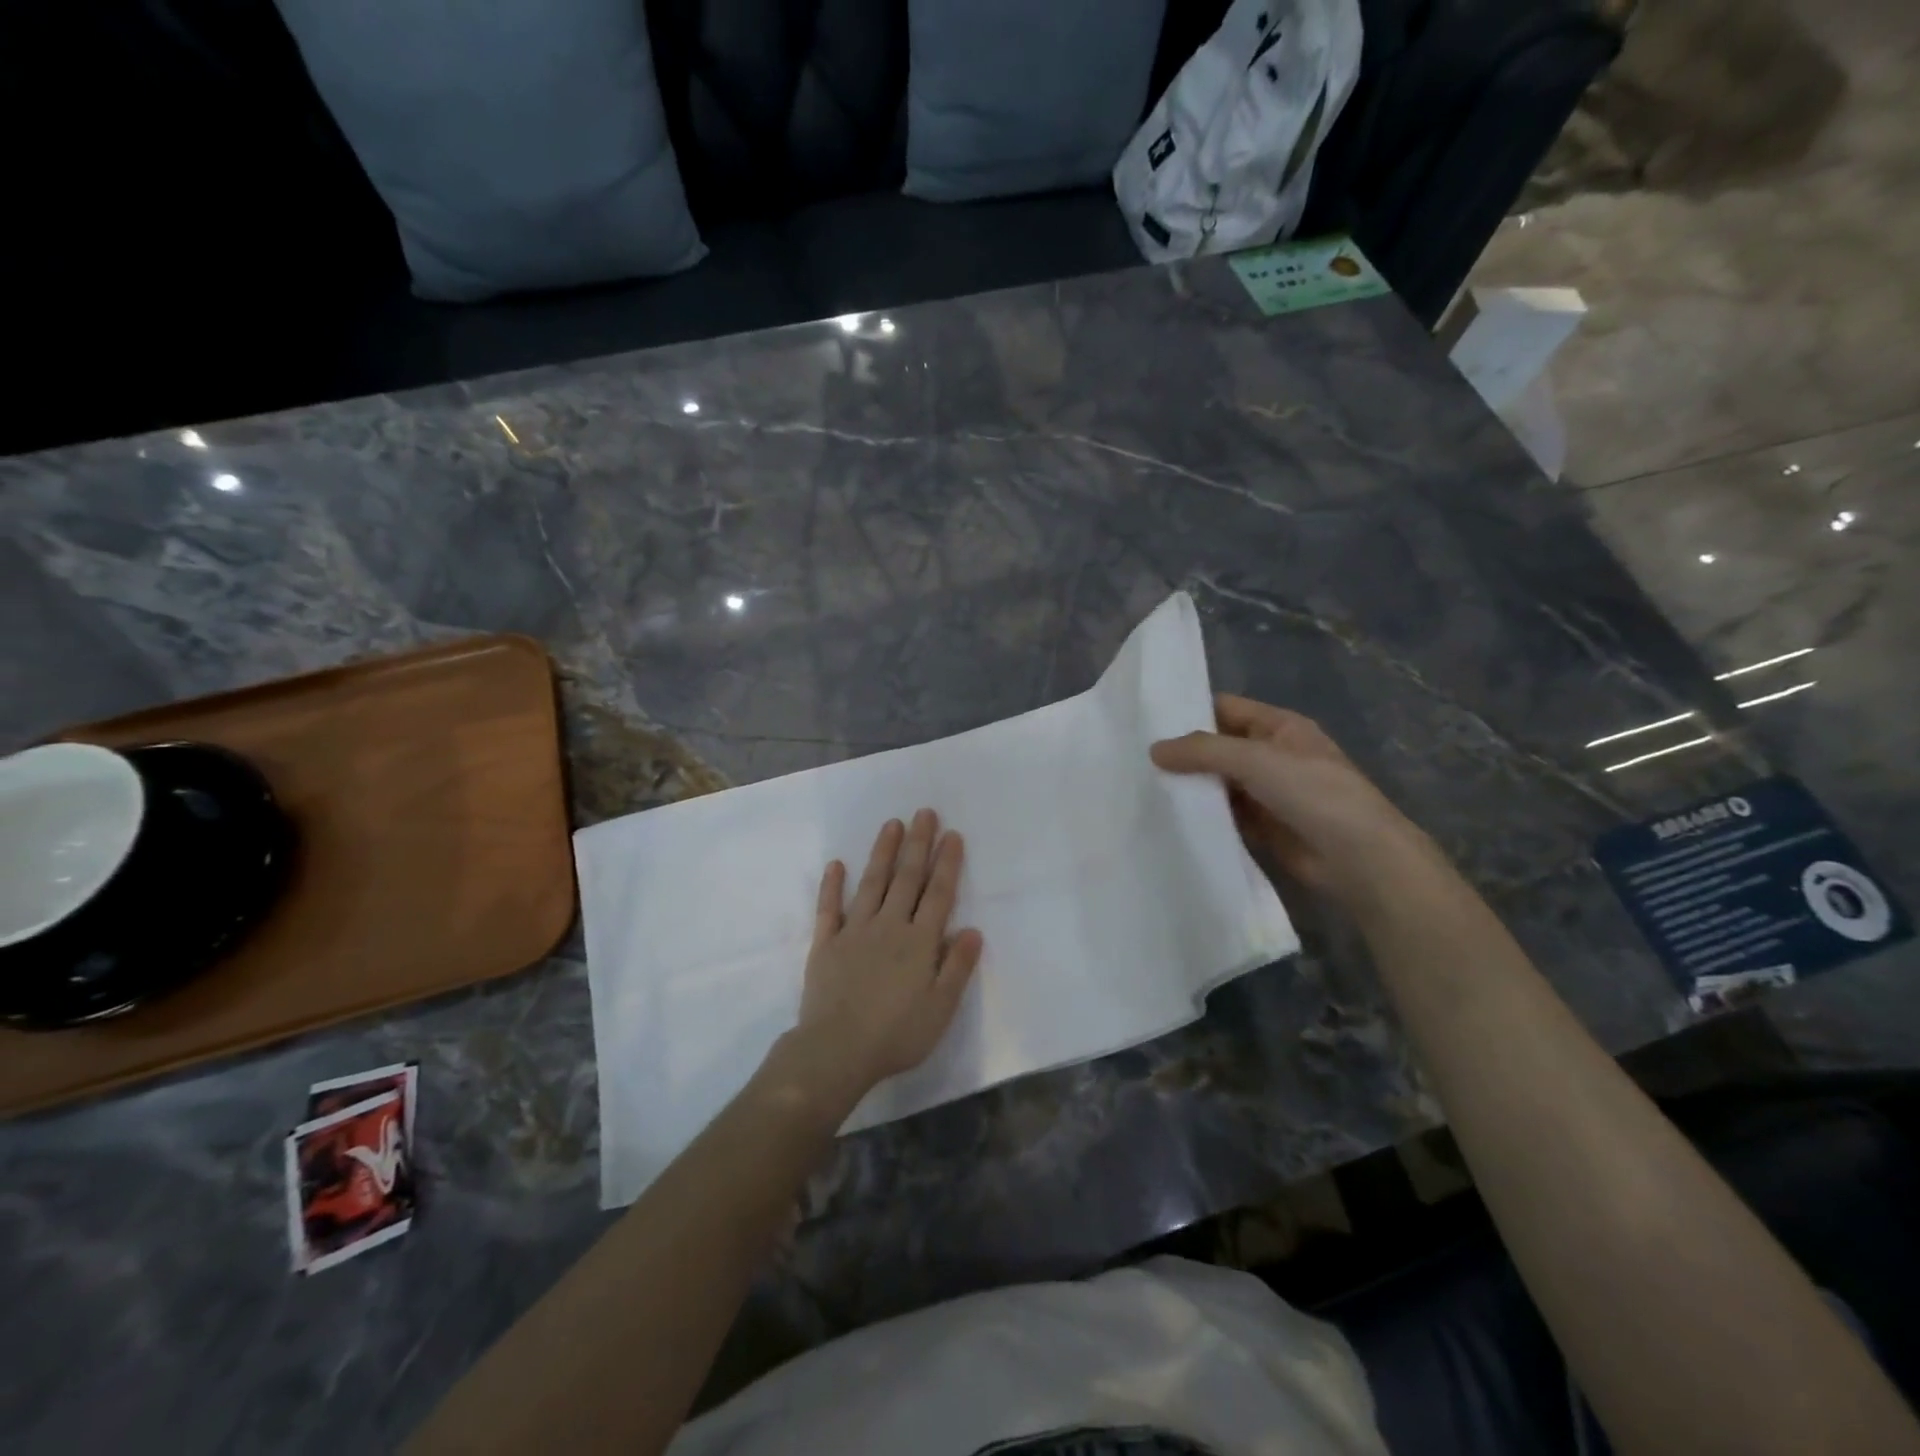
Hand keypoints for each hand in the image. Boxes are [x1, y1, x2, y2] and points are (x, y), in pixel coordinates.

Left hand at [780, 810, 982, 1112]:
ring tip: (892, 824)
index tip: (951, 835)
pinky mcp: (825, 944)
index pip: (938, 895)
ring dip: (883, 853)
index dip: (946, 864)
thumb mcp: (941, 1008)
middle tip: (924, 812)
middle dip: (918, 844)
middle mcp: (889, 927)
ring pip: (872, 883)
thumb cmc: (897, 1034)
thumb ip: (958, 967)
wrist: (837, 1051)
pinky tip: (836, 865)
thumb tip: (973, 930)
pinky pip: (829, 909)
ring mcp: (854, 932)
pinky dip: (832, 886)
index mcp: (919, 942)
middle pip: (906, 879)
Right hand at [1151, 695, 1440, 912]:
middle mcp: (1272, 755)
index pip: (1226, 709)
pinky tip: (1170, 816)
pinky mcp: (1263, 827)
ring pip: (1219, 782)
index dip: (1190, 712)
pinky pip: (1225, 814)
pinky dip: (1202, 815)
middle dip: (1184, 753)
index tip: (1146, 722)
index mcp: (1279, 727)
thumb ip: (1203, 751)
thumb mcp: (1256, 760)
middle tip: (1136, 758)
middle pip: (1219, 747)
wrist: (1360, 858)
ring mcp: (1268, 792)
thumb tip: (1154, 750)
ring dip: (1190, 786)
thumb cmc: (1313, 794)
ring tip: (1143, 786)